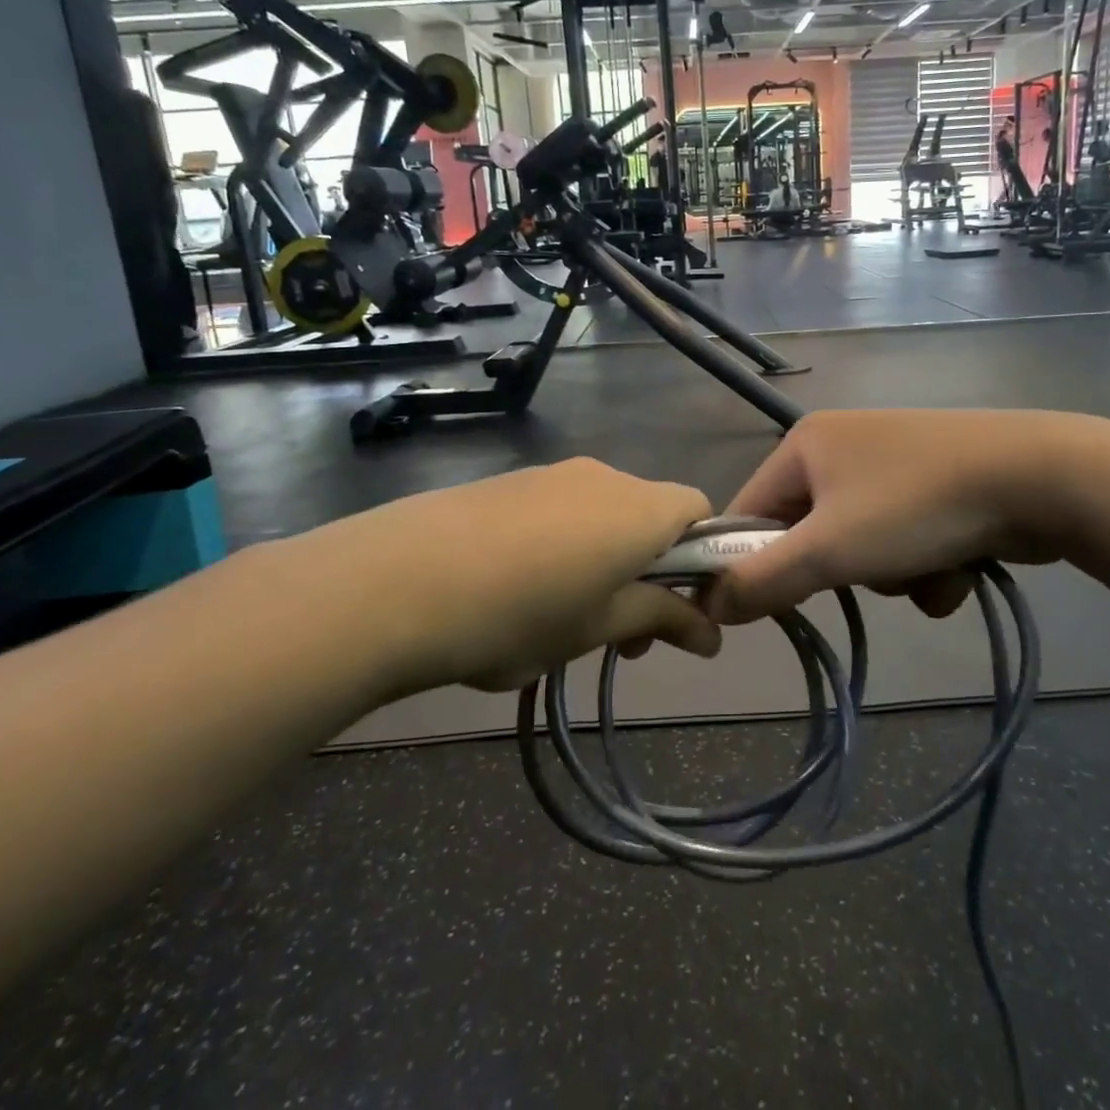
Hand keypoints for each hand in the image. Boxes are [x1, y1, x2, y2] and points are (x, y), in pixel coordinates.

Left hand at [310, 459, 718, 692]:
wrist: (395, 581)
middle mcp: (604, 477)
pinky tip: (519, 591)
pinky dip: (564, 546)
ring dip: (606, 561)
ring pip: (602, 514)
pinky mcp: (507, 482)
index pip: (700, 510)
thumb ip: (662, 620)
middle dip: (650, 571)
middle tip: (624, 635)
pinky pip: (559, 509)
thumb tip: (714, 635)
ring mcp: (550, 473)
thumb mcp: (599, 626)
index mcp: (639, 508)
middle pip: (650, 514)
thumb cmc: (520, 613)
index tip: (679, 608)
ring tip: (565, 622)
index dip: (702, 557)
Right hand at [707, 410, 1099, 623]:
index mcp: (806, 444)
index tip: (766, 607)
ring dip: (889, 575)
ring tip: (926, 567)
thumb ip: (761, 580)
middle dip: (841, 570)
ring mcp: (893, 463)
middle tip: (864, 575)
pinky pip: (904, 541)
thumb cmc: (915, 508)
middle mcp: (843, 445)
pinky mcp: (934, 485)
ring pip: (861, 546)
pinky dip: (925, 564)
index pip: (749, 511)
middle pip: (809, 533)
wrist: (1039, 478)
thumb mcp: (828, 551)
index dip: (750, 562)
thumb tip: (708, 604)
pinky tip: (960, 563)